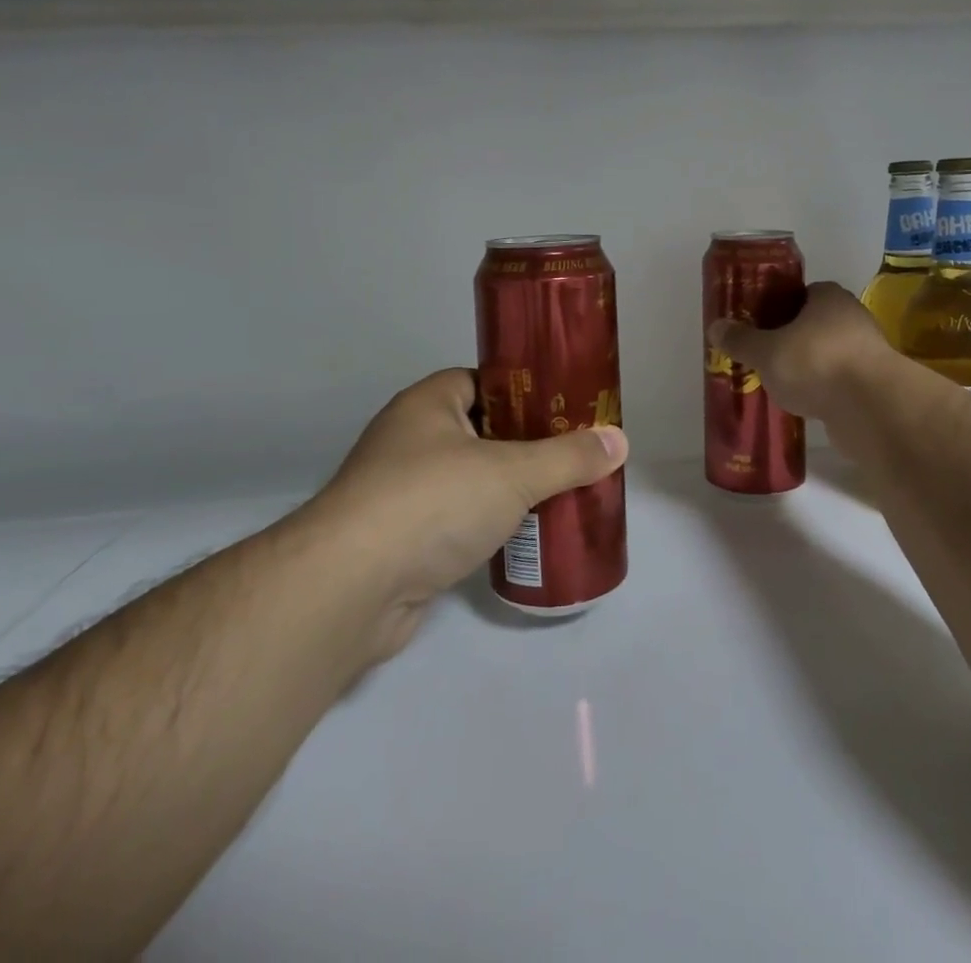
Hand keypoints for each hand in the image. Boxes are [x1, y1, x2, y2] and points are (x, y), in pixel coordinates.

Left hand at [307, 369, 626, 656]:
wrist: (350, 591)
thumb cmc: (431, 503)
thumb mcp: (512, 472)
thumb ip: (568, 457)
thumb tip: (620, 440)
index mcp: (428, 404)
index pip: (482, 380)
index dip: (525, 389)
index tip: (565, 406)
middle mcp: (410, 440)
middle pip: (482, 431)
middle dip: (527, 444)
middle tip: (574, 454)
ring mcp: (401, 492)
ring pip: (471, 480)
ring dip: (509, 490)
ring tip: (560, 494)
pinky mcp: (401, 541)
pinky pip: (457, 522)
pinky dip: (487, 527)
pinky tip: (523, 537)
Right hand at [707, 281, 891, 421]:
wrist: (871, 408)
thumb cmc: (815, 363)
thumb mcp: (767, 351)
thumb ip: (742, 340)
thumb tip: (715, 327)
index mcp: (829, 297)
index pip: (802, 293)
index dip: (779, 306)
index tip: (759, 324)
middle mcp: (852, 317)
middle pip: (814, 324)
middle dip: (791, 339)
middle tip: (764, 355)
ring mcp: (867, 352)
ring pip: (827, 354)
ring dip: (808, 367)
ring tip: (779, 384)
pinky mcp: (873, 385)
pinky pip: (839, 382)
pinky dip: (823, 390)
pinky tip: (803, 404)